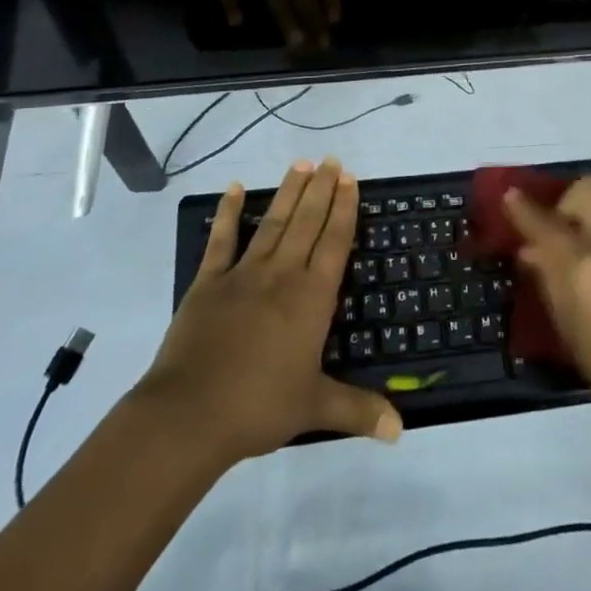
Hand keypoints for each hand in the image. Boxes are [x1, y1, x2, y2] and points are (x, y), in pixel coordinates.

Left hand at [137, 159, 400, 463]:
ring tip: (301, 162)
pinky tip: (234, 188)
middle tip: (331, 160)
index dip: (344, 209)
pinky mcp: (208, 282)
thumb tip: (400, 430)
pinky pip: (221, 240)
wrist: (190, 414)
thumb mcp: (315, 408)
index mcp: (311, 298)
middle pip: (307, 222)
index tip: (350, 180)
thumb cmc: (259, 407)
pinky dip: (228, 213)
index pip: (334, 242)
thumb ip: (358, 411)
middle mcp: (282, 275)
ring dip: (288, 192)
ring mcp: (243, 274)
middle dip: (321, 189)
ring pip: (272, 223)